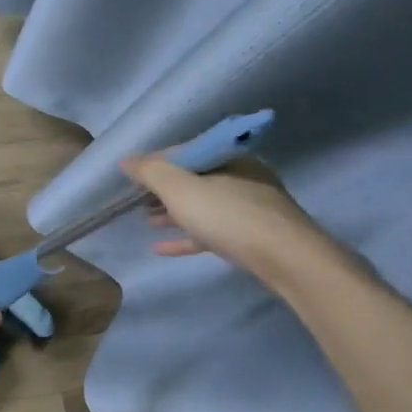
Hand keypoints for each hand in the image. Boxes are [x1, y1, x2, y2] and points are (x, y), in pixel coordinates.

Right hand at [120, 154, 340, 291]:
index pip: (184, 152)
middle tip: (136, 199)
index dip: (154, 162)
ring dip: (172, 212)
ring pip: (202, 206)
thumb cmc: (229, 216)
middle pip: (193, 179)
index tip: (130, 177)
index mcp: (228, 157)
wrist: (286, 259)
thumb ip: (151, 172)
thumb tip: (126, 160)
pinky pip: (210, 232)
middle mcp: (241, 177)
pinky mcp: (250, 237)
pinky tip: (161, 248)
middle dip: (163, 189)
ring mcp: (248, 208)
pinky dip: (186, 236)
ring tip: (146, 221)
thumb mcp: (181, 189)